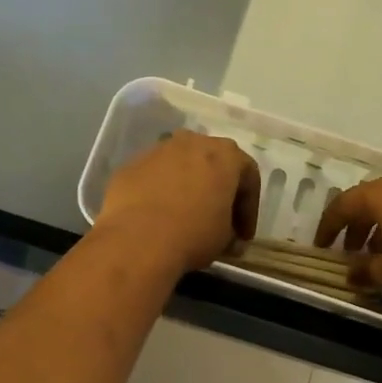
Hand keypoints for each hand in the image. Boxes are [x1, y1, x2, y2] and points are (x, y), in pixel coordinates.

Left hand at [96, 133, 260, 273]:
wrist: (137, 238)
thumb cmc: (193, 233)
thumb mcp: (225, 239)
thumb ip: (232, 234)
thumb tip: (231, 240)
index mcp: (226, 154)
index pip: (248, 177)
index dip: (249, 209)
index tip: (243, 235)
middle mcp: (193, 141)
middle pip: (214, 163)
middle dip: (218, 189)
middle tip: (218, 220)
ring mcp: (159, 149)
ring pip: (181, 165)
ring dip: (187, 185)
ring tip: (184, 215)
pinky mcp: (132, 163)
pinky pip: (155, 175)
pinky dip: (160, 190)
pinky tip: (157, 215)